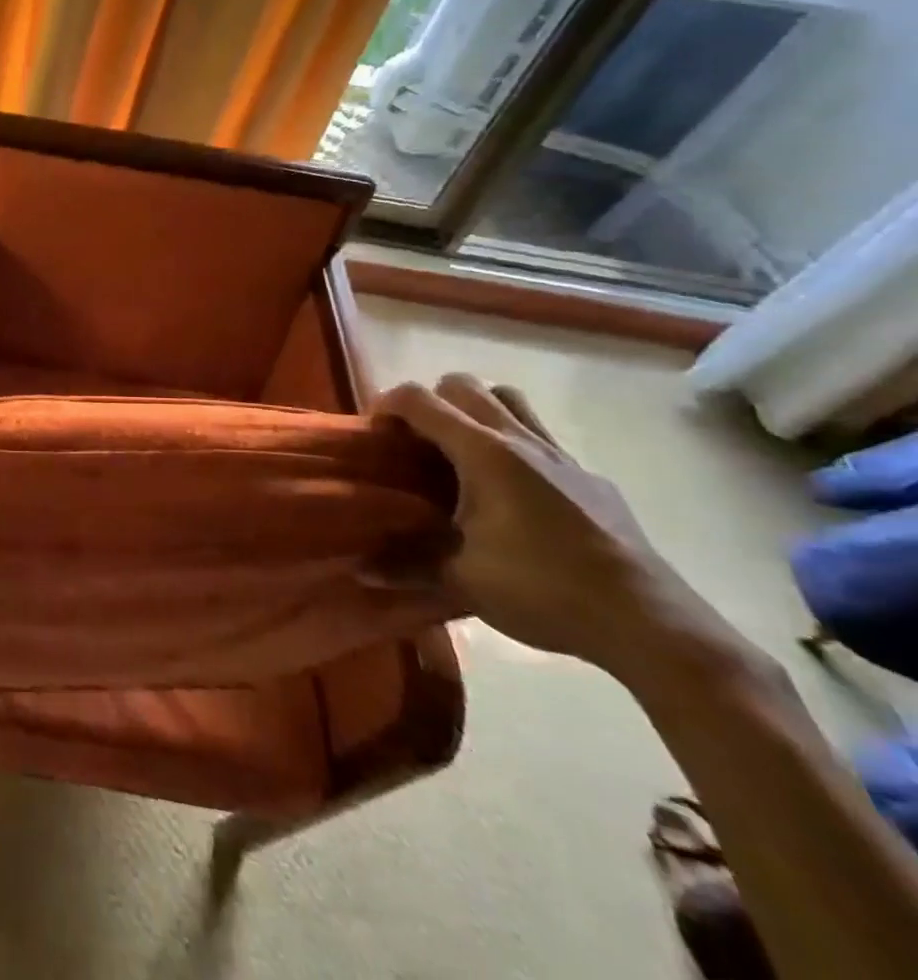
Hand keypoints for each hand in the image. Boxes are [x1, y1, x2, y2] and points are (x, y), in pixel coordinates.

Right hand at [377, 374, 710, 674]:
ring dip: (476, 412)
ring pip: (509, 400)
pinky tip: (512, 495)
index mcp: (483, 452)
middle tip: (416, 442)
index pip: (420, 398)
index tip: (373, 434)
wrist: (649, 623)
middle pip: (464, 385)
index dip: (386, 405)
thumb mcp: (462, 580)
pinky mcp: (591, 480)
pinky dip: (514, 446)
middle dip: (430, 402)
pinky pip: (541, 439)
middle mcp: (520, 440)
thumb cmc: (543, 589)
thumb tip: (359, 569)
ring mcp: (561, 457)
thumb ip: (405, 565)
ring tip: (461, 454)